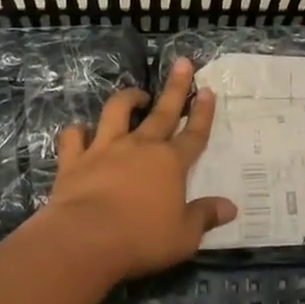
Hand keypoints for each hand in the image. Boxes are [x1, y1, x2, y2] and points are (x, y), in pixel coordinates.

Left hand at [41, 58, 237, 279]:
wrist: (85, 239)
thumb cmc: (141, 238)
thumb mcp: (184, 235)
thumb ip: (205, 217)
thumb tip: (230, 207)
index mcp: (171, 163)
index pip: (193, 133)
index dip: (202, 113)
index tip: (207, 90)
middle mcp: (140, 147)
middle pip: (162, 111)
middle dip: (175, 87)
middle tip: (183, 63)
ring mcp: (105, 149)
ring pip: (117, 112)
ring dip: (128, 98)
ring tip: (136, 93)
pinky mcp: (74, 160)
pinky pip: (74, 136)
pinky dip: (78, 131)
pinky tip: (81, 131)